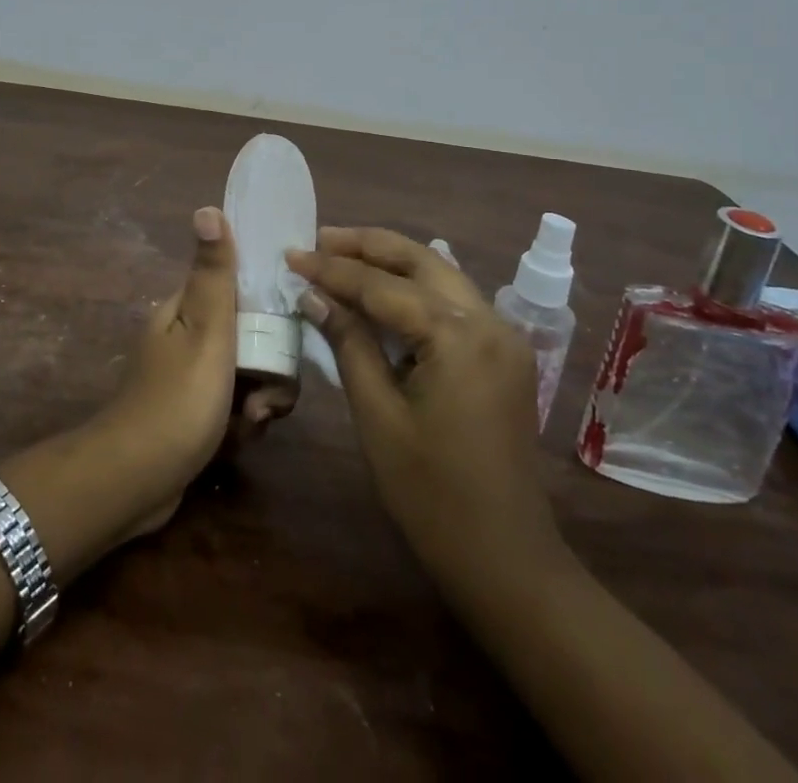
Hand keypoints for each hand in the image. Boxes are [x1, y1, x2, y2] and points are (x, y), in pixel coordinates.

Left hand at [84, 206, 246, 537]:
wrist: (135, 481)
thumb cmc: (177, 401)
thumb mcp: (205, 331)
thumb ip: (214, 274)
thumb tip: (207, 208)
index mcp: (185, 309)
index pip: (240, 289)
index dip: (269, 307)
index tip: (286, 334)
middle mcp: (186, 335)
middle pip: (249, 336)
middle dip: (268, 368)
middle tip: (265, 399)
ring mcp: (189, 376)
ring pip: (247, 374)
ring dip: (258, 399)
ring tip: (251, 422)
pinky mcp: (193, 412)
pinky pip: (232, 406)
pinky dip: (240, 422)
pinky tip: (237, 440)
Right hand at [286, 227, 569, 602]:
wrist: (506, 558)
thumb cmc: (431, 493)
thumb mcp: (378, 415)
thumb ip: (348, 344)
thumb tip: (313, 295)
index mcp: (458, 336)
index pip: (382, 286)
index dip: (331, 269)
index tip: (291, 253)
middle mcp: (489, 321)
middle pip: (420, 260)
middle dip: (367, 246)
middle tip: (319, 239)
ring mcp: (503, 336)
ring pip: (440, 274)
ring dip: (392, 261)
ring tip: (341, 254)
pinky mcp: (504, 354)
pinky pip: (454, 301)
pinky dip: (415, 288)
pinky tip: (384, 289)